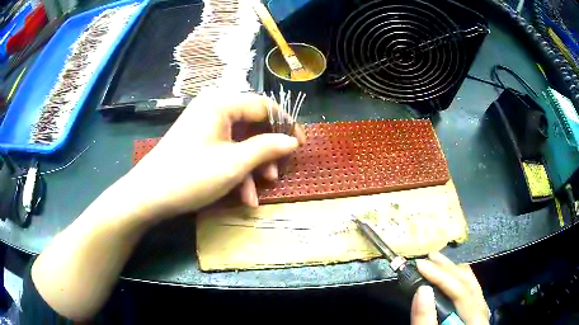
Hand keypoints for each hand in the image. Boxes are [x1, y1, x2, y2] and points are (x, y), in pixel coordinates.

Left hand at [125, 91, 304, 220]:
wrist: (148, 196)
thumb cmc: (190, 175)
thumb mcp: (234, 164)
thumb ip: (267, 148)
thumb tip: (291, 141)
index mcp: (221, 103)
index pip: (264, 105)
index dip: (286, 124)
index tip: (300, 145)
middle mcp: (213, 108)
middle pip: (252, 124)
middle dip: (267, 151)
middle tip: (278, 172)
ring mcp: (205, 126)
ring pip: (240, 141)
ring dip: (252, 167)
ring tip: (258, 192)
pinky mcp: (199, 142)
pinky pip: (226, 150)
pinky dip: (237, 171)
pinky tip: (243, 196)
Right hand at [411, 252, 489, 324]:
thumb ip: (425, 320)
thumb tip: (422, 291)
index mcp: (475, 319)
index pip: (461, 291)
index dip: (441, 275)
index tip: (420, 265)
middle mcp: (482, 309)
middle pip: (468, 282)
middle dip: (446, 268)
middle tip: (426, 258)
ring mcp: (481, 308)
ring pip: (471, 281)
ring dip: (452, 270)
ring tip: (436, 261)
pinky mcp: (476, 310)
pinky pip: (470, 287)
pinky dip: (457, 278)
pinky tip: (447, 276)